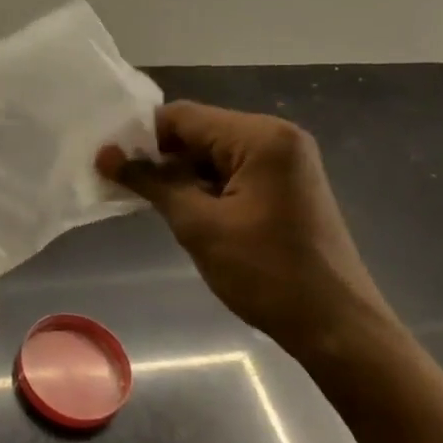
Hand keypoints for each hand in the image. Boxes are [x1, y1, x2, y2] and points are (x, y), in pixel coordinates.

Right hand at [98, 102, 396, 360]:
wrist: (335, 325)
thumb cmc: (266, 273)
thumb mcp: (199, 226)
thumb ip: (152, 183)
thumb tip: (106, 155)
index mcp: (261, 137)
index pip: (184, 117)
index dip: (141, 136)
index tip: (107, 161)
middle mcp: (277, 137)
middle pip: (200, 131)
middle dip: (160, 157)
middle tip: (119, 183)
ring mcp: (286, 161)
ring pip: (214, 153)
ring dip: (181, 174)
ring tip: (144, 200)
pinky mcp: (286, 185)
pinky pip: (233, 172)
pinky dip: (205, 186)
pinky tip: (181, 210)